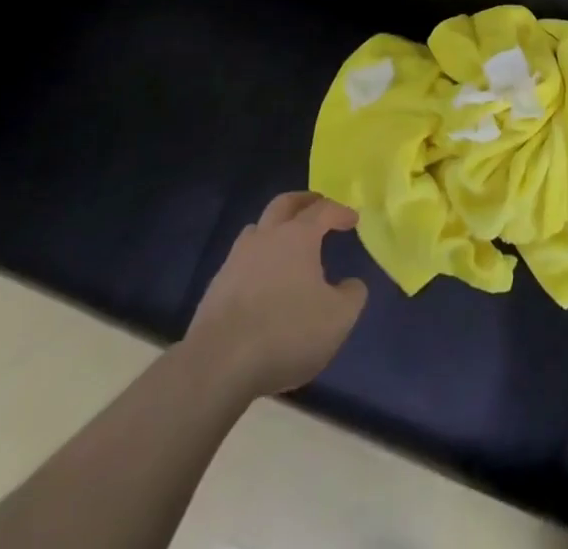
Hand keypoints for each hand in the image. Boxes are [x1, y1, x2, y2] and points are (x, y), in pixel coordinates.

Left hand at [184, 191, 367, 397]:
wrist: (218, 365)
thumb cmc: (287, 332)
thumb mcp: (338, 318)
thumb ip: (352, 294)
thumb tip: (350, 284)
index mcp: (298, 236)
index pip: (323, 210)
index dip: (340, 211)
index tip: (352, 220)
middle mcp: (266, 237)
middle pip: (284, 204)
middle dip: (303, 202)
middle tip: (317, 206)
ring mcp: (235, 261)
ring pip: (257, 230)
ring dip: (274, 230)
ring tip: (286, 244)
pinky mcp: (215, 288)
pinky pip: (240, 262)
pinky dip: (255, 262)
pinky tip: (261, 284)